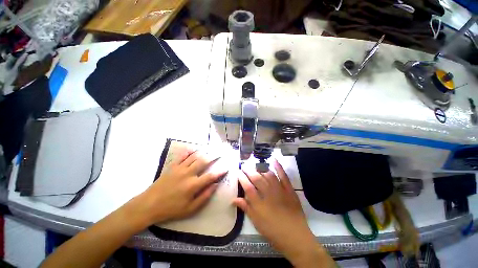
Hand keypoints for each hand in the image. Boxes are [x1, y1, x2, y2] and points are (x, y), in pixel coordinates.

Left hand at [136, 148, 226, 225]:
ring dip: (203, 153)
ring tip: (209, 150)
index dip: (220, 172)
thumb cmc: (171, 209)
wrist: (149, 205)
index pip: (211, 176)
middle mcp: (188, 173)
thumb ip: (204, 196)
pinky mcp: (172, 166)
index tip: (226, 168)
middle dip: (213, 157)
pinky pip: (182, 156)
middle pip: (203, 161)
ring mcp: (179, 168)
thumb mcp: (190, 209)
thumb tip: (215, 185)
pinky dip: (188, 151)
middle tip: (219, 154)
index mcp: (193, 185)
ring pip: (194, 157)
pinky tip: (193, 149)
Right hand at [234, 160, 333, 267]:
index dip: (242, 178)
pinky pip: (283, 176)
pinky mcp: (289, 190)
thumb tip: (234, 199)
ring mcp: (279, 190)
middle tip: (244, 166)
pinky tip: (274, 160)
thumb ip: (246, 208)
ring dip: (261, 169)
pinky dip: (279, 167)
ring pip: (268, 175)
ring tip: (256, 167)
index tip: (238, 172)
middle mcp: (268, 194)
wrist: (295, 237)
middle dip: (249, 171)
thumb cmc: (273, 231)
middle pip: (257, 179)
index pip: (247, 187)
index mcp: (259, 204)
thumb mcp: (256, 222)